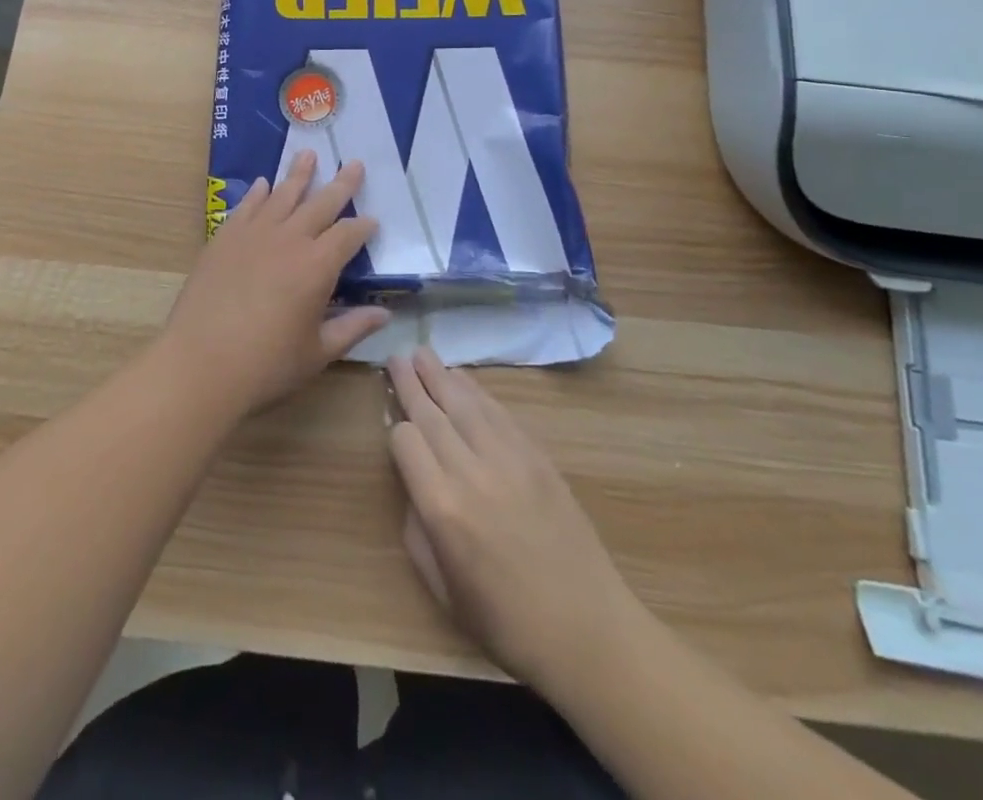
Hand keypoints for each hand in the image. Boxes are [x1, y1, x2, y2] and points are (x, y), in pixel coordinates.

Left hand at [161, 150, 388, 416]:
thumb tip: (384, 314)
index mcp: (318, 266)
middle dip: (341, 184)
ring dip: (298, 175)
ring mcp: (254, 235)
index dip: (364, 227)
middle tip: (353, 163)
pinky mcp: (224, 239)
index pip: (348, 235)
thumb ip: (352, 328)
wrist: (200, 363)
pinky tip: (263, 184)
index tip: (373, 221)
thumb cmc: (265, 365)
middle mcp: (289, 240)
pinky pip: (246, 207)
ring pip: (282, 196)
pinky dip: (257, 194)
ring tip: (308, 154)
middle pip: (321, 204)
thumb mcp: (317, 353)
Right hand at [387, 346, 636, 696]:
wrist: (587, 629)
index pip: (406, 442)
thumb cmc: (506, 621)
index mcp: (442, 508)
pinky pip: (499, 412)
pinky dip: (477, 392)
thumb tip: (416, 486)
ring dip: (441, 375)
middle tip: (396, 356)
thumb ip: (418, 530)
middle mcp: (471, 471)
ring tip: (422, 353)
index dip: (396, 432)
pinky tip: (463, 380)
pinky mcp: (536, 455)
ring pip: (465, 402)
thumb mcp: (443, 589)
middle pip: (432, 412)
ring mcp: (508, 458)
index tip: (395, 432)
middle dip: (411, 382)